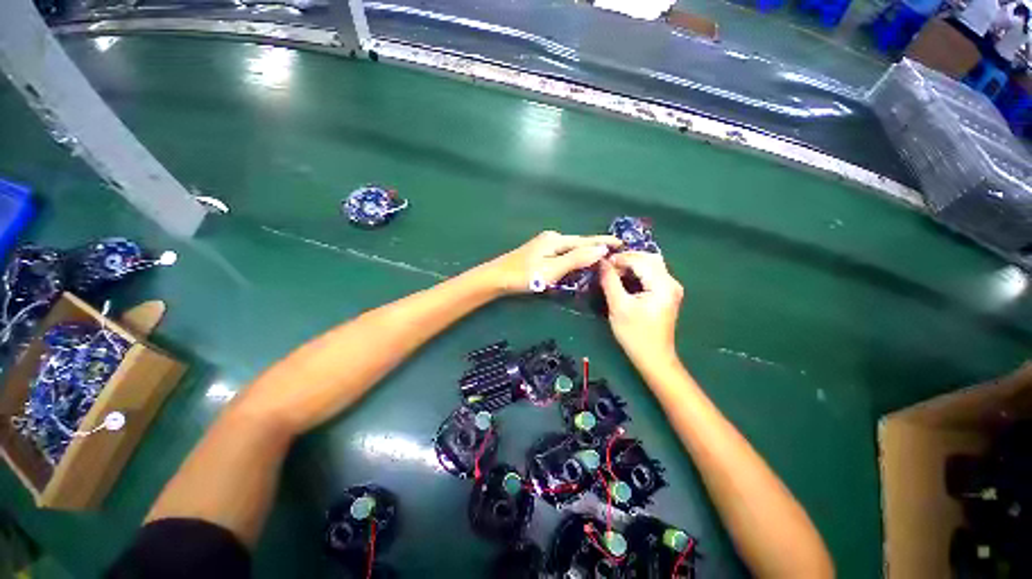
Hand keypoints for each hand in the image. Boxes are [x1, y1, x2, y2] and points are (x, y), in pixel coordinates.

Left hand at [485, 231, 619, 294]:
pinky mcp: (539, 253)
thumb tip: (601, 249)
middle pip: (579, 243)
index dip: (604, 242)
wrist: (496, 277)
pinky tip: (577, 263)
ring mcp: (544, 245)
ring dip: (585, 253)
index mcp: (556, 240)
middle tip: (614, 254)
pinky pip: (563, 253)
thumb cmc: (524, 275)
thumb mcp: (552, 269)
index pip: (586, 240)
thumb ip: (576, 259)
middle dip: (596, 247)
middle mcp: (552, 238)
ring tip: (601, 259)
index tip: (622, 243)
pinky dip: (574, 257)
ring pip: (571, 249)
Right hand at [599, 252, 683, 364]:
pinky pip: (652, 273)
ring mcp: (671, 288)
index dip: (619, 258)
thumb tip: (602, 262)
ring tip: (614, 271)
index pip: (640, 260)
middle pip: (649, 258)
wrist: (653, 357)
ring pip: (651, 264)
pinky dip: (638, 271)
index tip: (601, 262)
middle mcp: (671, 282)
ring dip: (632, 264)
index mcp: (662, 285)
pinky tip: (625, 277)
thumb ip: (610, 281)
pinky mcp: (667, 293)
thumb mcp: (618, 306)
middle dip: (627, 258)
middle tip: (607, 265)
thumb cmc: (635, 334)